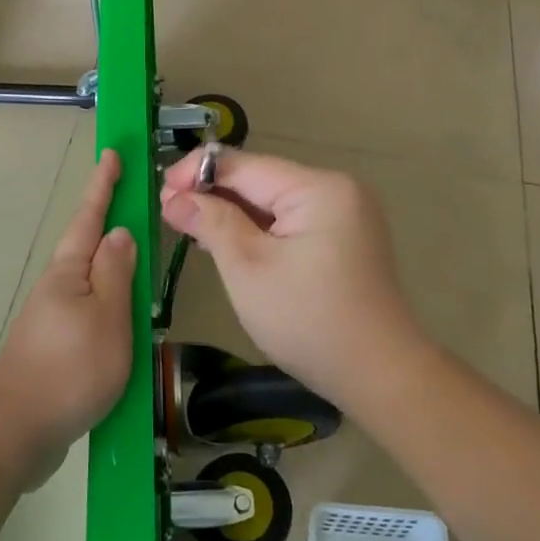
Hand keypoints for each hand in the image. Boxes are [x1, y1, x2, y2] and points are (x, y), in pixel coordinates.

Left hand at [0, 150, 135, 489]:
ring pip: (91, 279)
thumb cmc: (70, 369)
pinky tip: (125, 315)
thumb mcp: (106, 317)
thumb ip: (116, 273)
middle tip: (135, 202)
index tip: (112, 153)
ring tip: (141, 260)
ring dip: (113, 264)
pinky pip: (90, 309)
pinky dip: (110, 301)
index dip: (103, 185)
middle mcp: (57, 286)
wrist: (18, 432)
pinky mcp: (56, 344)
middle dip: (110, 221)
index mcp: (68, 271)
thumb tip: (120, 233)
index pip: (90, 217)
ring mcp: (54, 316)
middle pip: (87, 245)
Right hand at [160, 149, 426, 402]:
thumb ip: (212, 223)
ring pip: (273, 201)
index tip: (160, 192)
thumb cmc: (308, 321)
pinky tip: (228, 241)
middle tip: (169, 214)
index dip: (197, 173)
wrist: (379, 375)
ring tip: (189, 227)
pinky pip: (291, 220)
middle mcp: (336, 189)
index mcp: (318, 188)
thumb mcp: (249, 269)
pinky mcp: (344, 237)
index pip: (245, 165)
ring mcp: (345, 213)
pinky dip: (258, 229)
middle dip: (214, 195)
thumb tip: (175, 197)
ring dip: (232, 213)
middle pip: (260, 180)